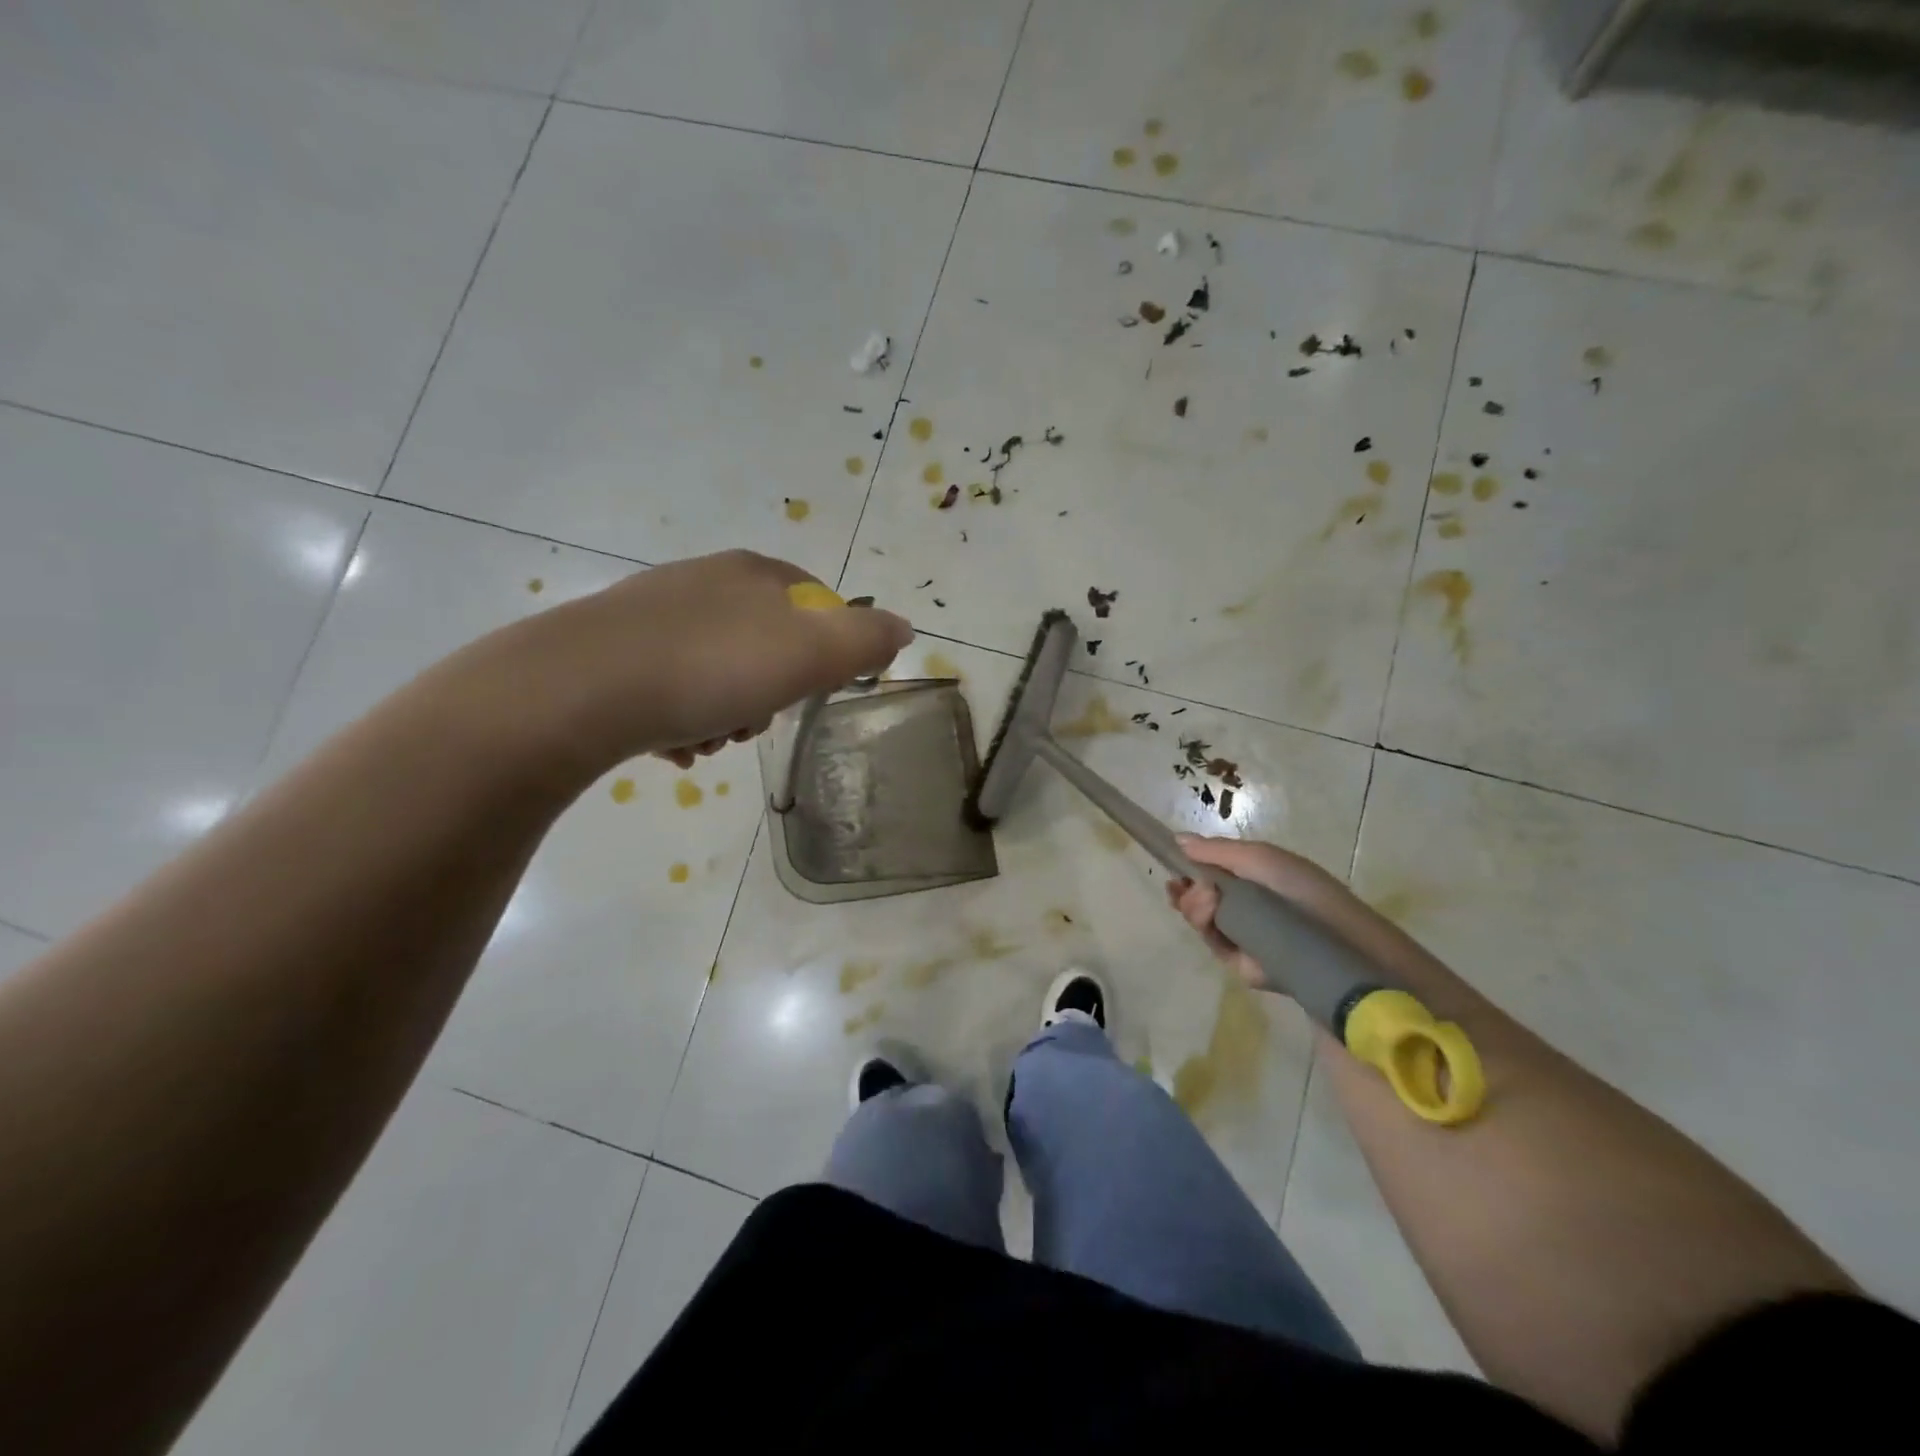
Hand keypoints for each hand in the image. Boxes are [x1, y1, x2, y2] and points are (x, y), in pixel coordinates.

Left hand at [456, 549, 912, 778]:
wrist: (578, 690)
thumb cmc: (712, 668)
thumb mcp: (810, 654)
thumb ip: (865, 640)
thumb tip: (903, 628)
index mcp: (753, 573)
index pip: (816, 602)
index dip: (826, 652)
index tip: (811, 691)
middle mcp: (703, 581)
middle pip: (765, 643)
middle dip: (769, 692)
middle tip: (754, 723)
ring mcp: (652, 612)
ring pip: (718, 669)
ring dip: (725, 713)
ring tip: (707, 742)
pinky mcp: (611, 649)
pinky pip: (669, 686)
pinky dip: (680, 719)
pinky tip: (670, 746)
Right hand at [1165, 834, 1380, 990]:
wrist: (1333, 940)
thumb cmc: (1299, 888)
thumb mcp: (1258, 857)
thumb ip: (1216, 850)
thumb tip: (1178, 840)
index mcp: (1251, 879)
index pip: (1209, 874)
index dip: (1187, 871)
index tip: (1171, 868)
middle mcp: (1243, 906)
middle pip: (1197, 899)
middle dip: (1185, 892)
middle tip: (1180, 887)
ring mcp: (1241, 935)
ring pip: (1201, 921)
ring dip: (1194, 908)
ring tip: (1206, 901)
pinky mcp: (1241, 963)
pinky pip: (1213, 945)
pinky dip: (1208, 929)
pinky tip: (1213, 918)